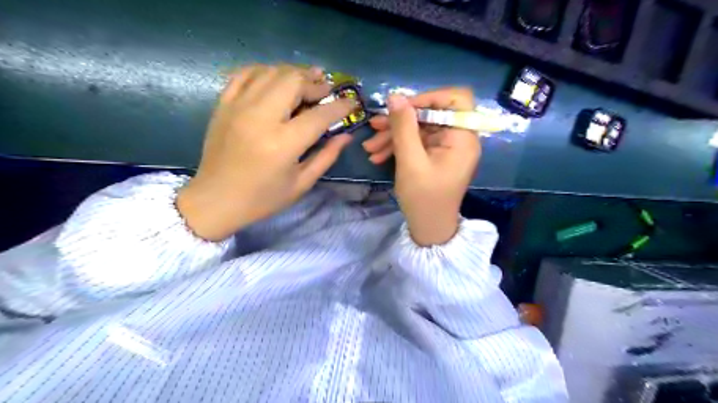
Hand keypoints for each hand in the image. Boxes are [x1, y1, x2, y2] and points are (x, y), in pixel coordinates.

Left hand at [177, 65, 354, 240]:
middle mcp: (260, 118)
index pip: (319, 115)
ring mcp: (238, 107)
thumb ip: (326, 156)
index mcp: (282, 144)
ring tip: (307, 81)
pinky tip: (276, 79)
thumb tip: (346, 135)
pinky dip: (265, 71)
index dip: (340, 106)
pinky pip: (245, 73)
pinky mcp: (223, 104)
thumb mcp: (301, 184)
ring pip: (271, 72)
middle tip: (326, 91)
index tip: (352, 101)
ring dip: (294, 74)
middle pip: (293, 81)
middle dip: (315, 83)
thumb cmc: (262, 198)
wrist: (215, 200)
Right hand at [366, 87, 481, 245]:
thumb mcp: (410, 162)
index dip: (429, 97)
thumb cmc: (424, 199)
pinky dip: (398, 147)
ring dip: (393, 135)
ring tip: (369, 147)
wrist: (428, 228)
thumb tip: (395, 96)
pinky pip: (416, 143)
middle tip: (374, 126)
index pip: (455, 99)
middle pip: (430, 114)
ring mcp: (445, 148)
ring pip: (419, 129)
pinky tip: (377, 156)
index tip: (403, 108)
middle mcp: (457, 138)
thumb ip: (403, 128)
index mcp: (462, 137)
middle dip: (400, 121)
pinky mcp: (434, 156)